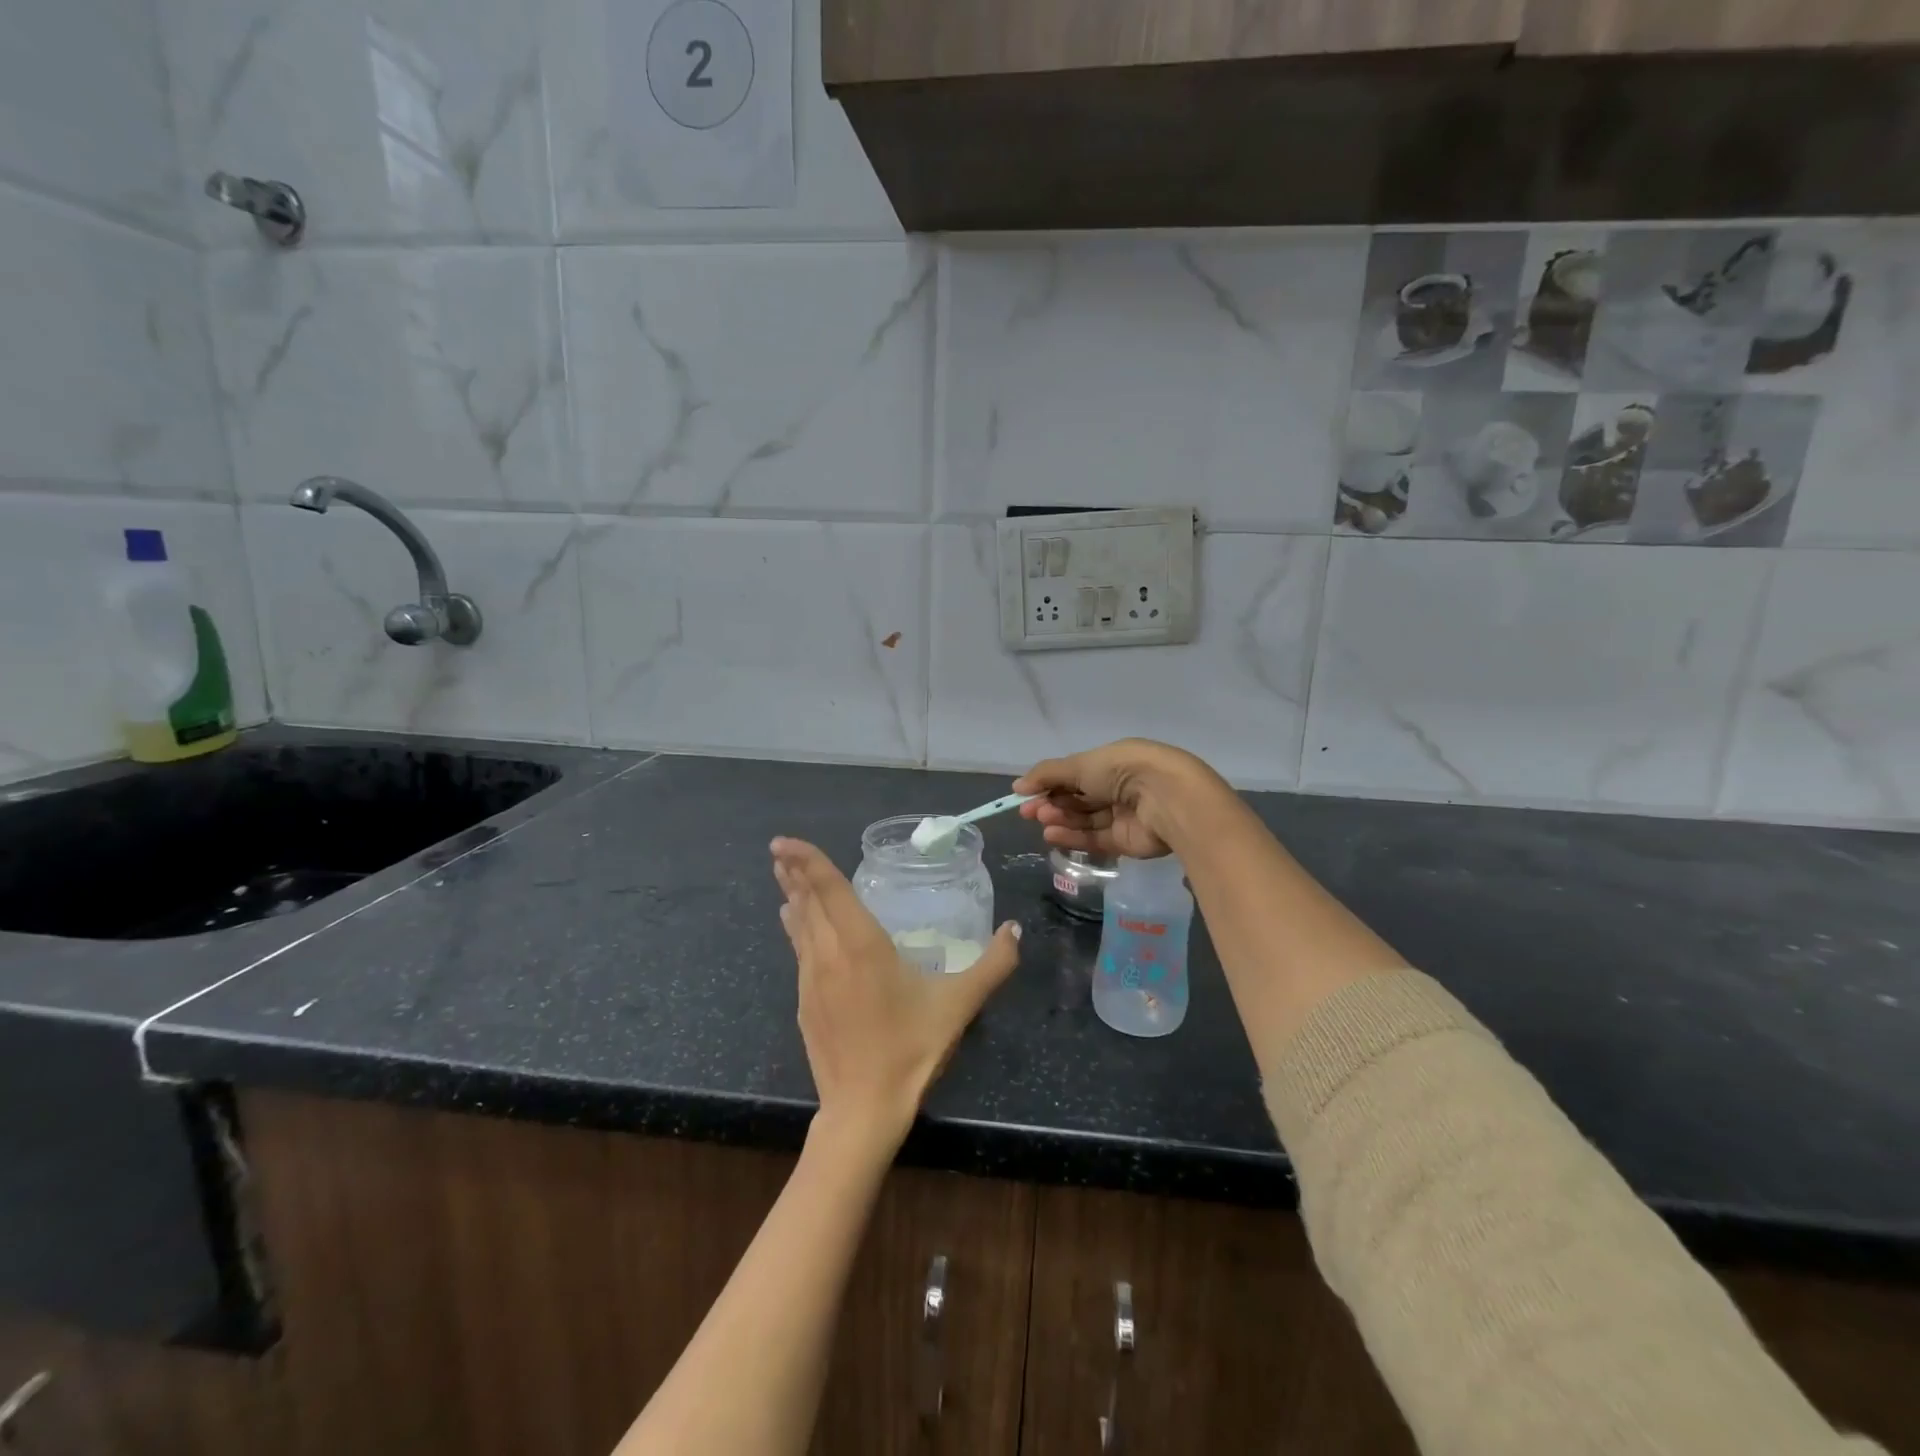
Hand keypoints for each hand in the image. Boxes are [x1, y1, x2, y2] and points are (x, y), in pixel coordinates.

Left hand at [771, 838, 1021, 1152]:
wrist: (862, 1110)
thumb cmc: (910, 1050)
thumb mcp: (959, 1005)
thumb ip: (992, 965)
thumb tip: (1015, 929)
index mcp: (862, 946)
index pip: (829, 891)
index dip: (807, 861)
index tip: (783, 841)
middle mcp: (829, 955)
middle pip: (807, 903)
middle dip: (793, 872)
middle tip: (779, 847)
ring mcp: (811, 981)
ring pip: (799, 927)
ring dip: (792, 897)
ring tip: (783, 875)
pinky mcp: (805, 1004)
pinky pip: (799, 952)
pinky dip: (796, 928)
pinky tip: (794, 924)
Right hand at [1014, 738, 1219, 859]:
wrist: (1166, 798)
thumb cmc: (1122, 770)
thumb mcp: (1079, 764)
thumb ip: (1047, 776)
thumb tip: (1018, 787)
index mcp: (1113, 762)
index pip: (1076, 774)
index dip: (1050, 783)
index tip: (1026, 794)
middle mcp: (1120, 787)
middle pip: (1079, 798)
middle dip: (1053, 802)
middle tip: (1029, 812)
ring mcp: (1124, 815)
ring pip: (1085, 819)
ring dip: (1061, 819)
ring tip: (1041, 821)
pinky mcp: (1127, 841)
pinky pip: (1095, 839)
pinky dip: (1073, 837)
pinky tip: (1051, 835)